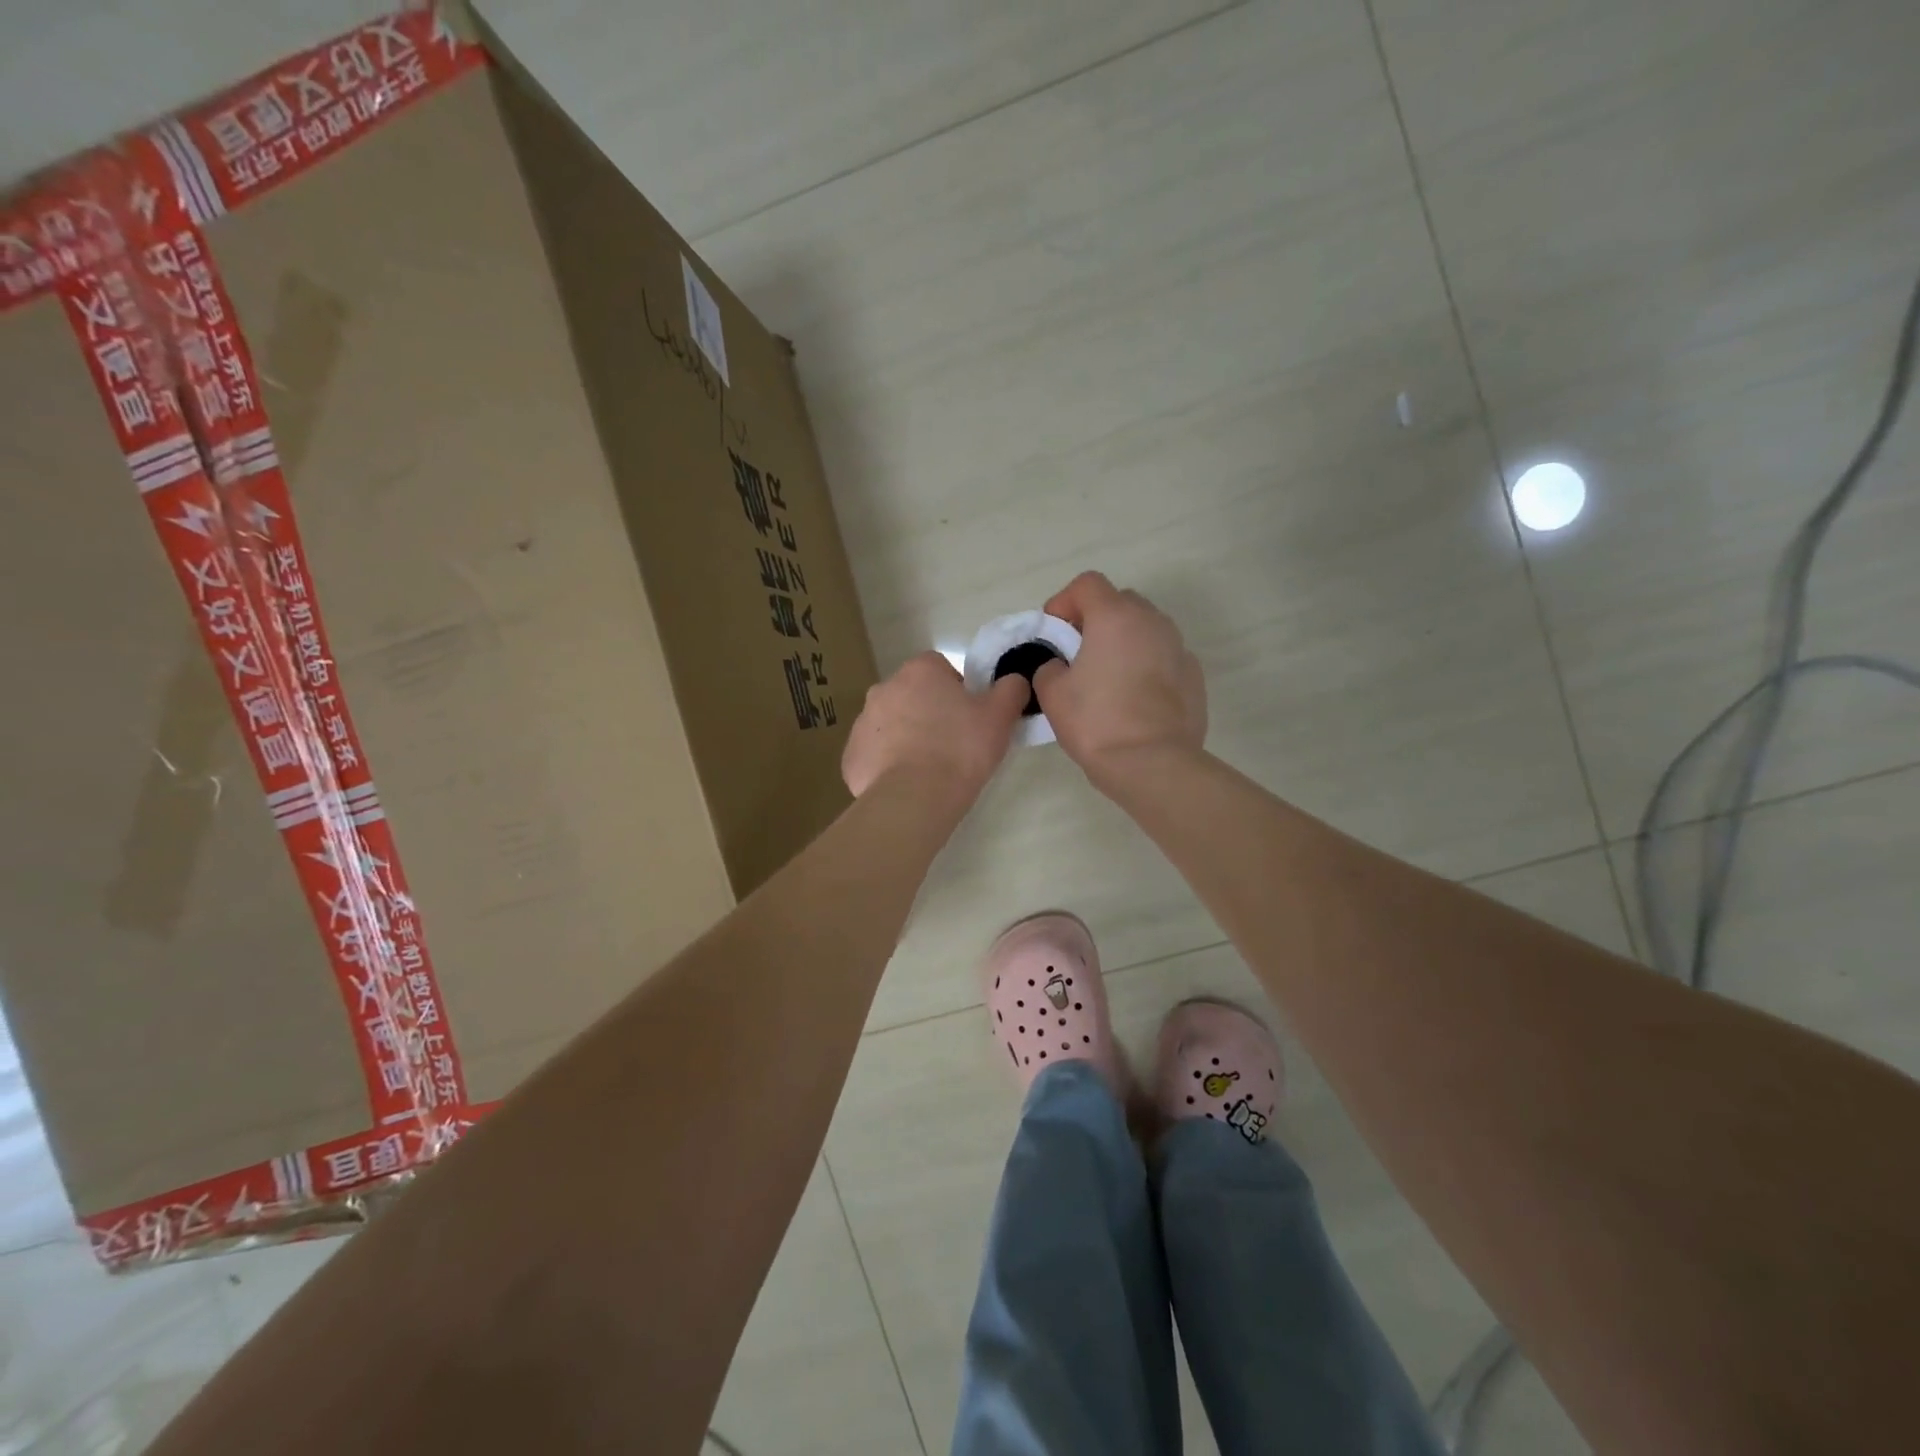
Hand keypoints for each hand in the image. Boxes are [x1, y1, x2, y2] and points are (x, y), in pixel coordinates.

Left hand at [842, 652, 1028, 798]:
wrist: (915, 797)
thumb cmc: (961, 749)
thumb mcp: (1000, 716)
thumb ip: (1011, 689)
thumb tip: (1014, 680)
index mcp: (919, 671)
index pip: (939, 668)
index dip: (957, 690)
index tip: (969, 717)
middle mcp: (884, 688)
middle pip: (912, 695)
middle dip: (929, 712)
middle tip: (952, 743)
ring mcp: (862, 723)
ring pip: (890, 725)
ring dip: (907, 738)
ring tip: (929, 768)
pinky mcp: (851, 757)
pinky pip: (874, 755)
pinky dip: (888, 765)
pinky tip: (907, 784)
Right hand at [1033, 572, 1206, 784]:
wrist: (1152, 764)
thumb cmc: (1096, 722)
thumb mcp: (1052, 693)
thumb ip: (1050, 667)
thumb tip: (1062, 666)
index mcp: (1115, 617)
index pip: (1088, 584)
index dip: (1064, 601)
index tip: (1053, 632)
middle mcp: (1153, 622)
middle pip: (1120, 602)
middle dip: (1096, 619)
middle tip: (1078, 653)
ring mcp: (1179, 648)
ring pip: (1145, 630)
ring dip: (1124, 642)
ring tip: (1107, 677)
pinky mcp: (1194, 675)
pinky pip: (1163, 657)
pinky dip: (1146, 666)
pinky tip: (1134, 699)